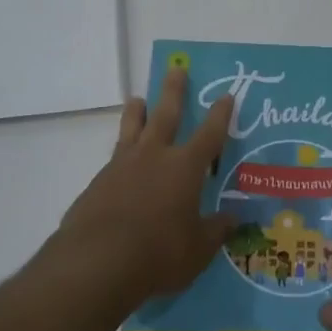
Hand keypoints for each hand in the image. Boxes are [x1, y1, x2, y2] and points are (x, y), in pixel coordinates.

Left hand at [44, 69, 235, 321]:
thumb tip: (234, 219)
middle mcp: (153, 157)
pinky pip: (114, 158)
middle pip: (166, 114)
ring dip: (138, 112)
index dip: (220, 115)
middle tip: (176, 68)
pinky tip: (120, 164)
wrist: (97, 262)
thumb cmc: (159, 254)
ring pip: (132, 128)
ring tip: (138, 99)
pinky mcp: (97, 183)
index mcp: (184, 168)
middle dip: (173, 91)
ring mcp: (121, 166)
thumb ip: (216, 231)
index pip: (209, 134)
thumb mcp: (198, 249)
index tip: (226, 95)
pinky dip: (121, 153)